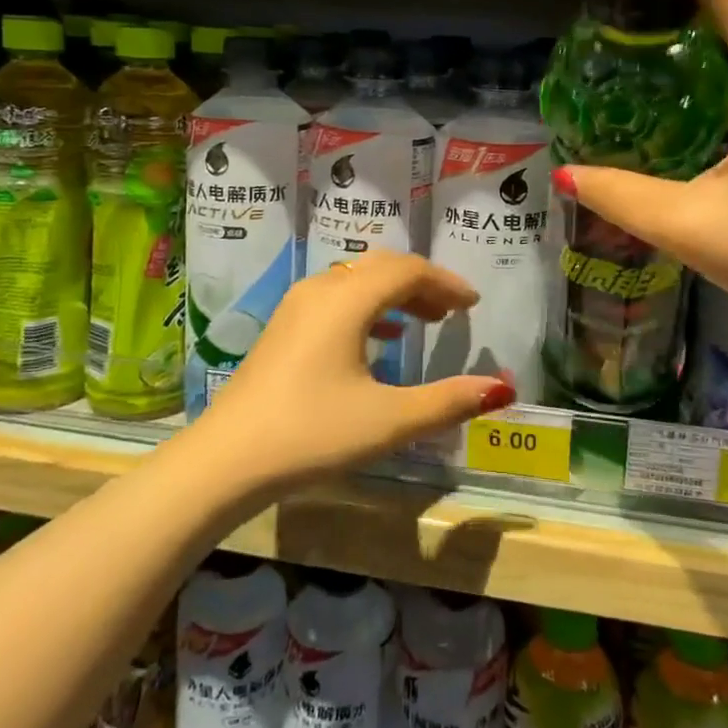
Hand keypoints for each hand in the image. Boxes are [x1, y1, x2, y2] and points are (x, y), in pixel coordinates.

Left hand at [193, 252, 516, 494]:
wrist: (225, 460)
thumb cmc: (312, 434)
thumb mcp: (388, 421)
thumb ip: (448, 401)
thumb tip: (501, 388)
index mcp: (347, 300)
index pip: (408, 271)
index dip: (446, 283)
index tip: (473, 305)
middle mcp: (321, 289)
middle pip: (382, 266)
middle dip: (422, 283)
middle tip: (452, 310)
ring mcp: (297, 306)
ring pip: (357, 280)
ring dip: (394, 293)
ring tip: (424, 320)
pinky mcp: (284, 327)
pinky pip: (336, 297)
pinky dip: (368, 307)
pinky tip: (381, 338)